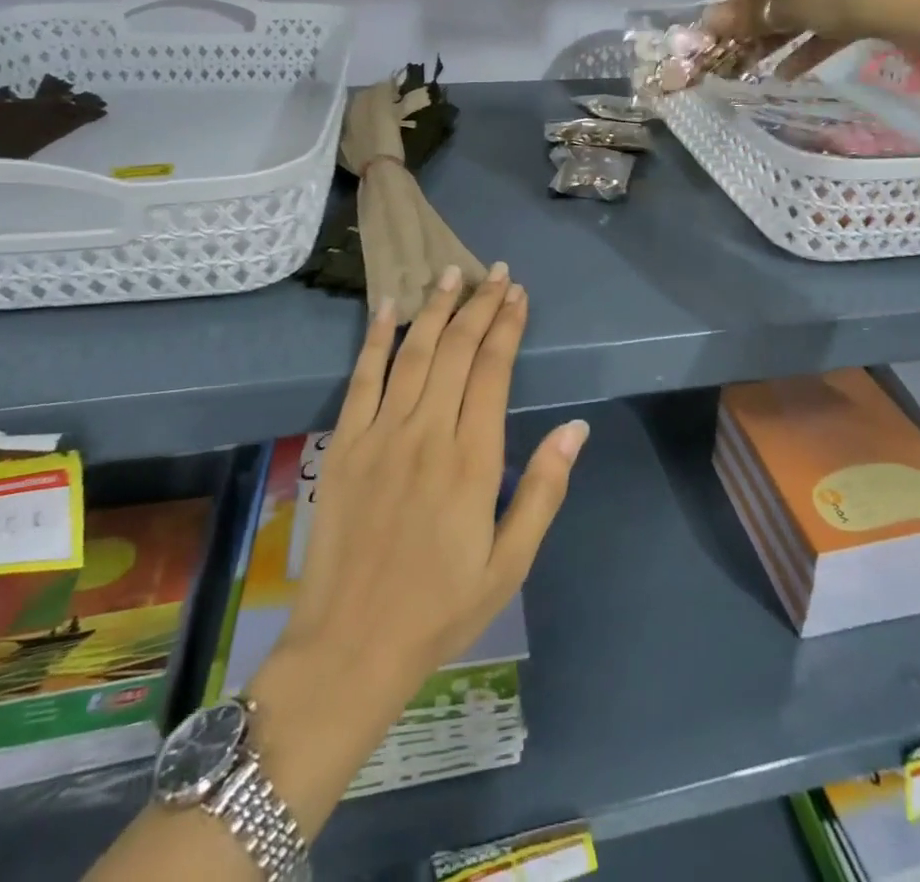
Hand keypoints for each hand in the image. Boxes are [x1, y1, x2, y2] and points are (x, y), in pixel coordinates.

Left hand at [247, 265, 588, 837]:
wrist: (350, 646)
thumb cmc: (440, 608)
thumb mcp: (510, 563)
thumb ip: (543, 490)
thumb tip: (576, 428)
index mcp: (472, 461)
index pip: (493, 371)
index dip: (508, 327)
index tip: (518, 294)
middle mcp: (427, 434)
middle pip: (457, 351)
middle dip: (480, 306)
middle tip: (495, 272)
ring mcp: (380, 435)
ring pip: (414, 354)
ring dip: (435, 309)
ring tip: (452, 273)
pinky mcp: (343, 445)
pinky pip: (362, 379)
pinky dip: (376, 339)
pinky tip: (388, 308)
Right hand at [712, 0, 919, 51]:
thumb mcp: (800, 3)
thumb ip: (755, 14)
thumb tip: (712, 23)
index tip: (721, 16)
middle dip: (760, 13)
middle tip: (736, 41)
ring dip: (782, 30)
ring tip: (756, 61)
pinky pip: (836, 14)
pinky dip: (812, 39)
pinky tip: (788, 71)